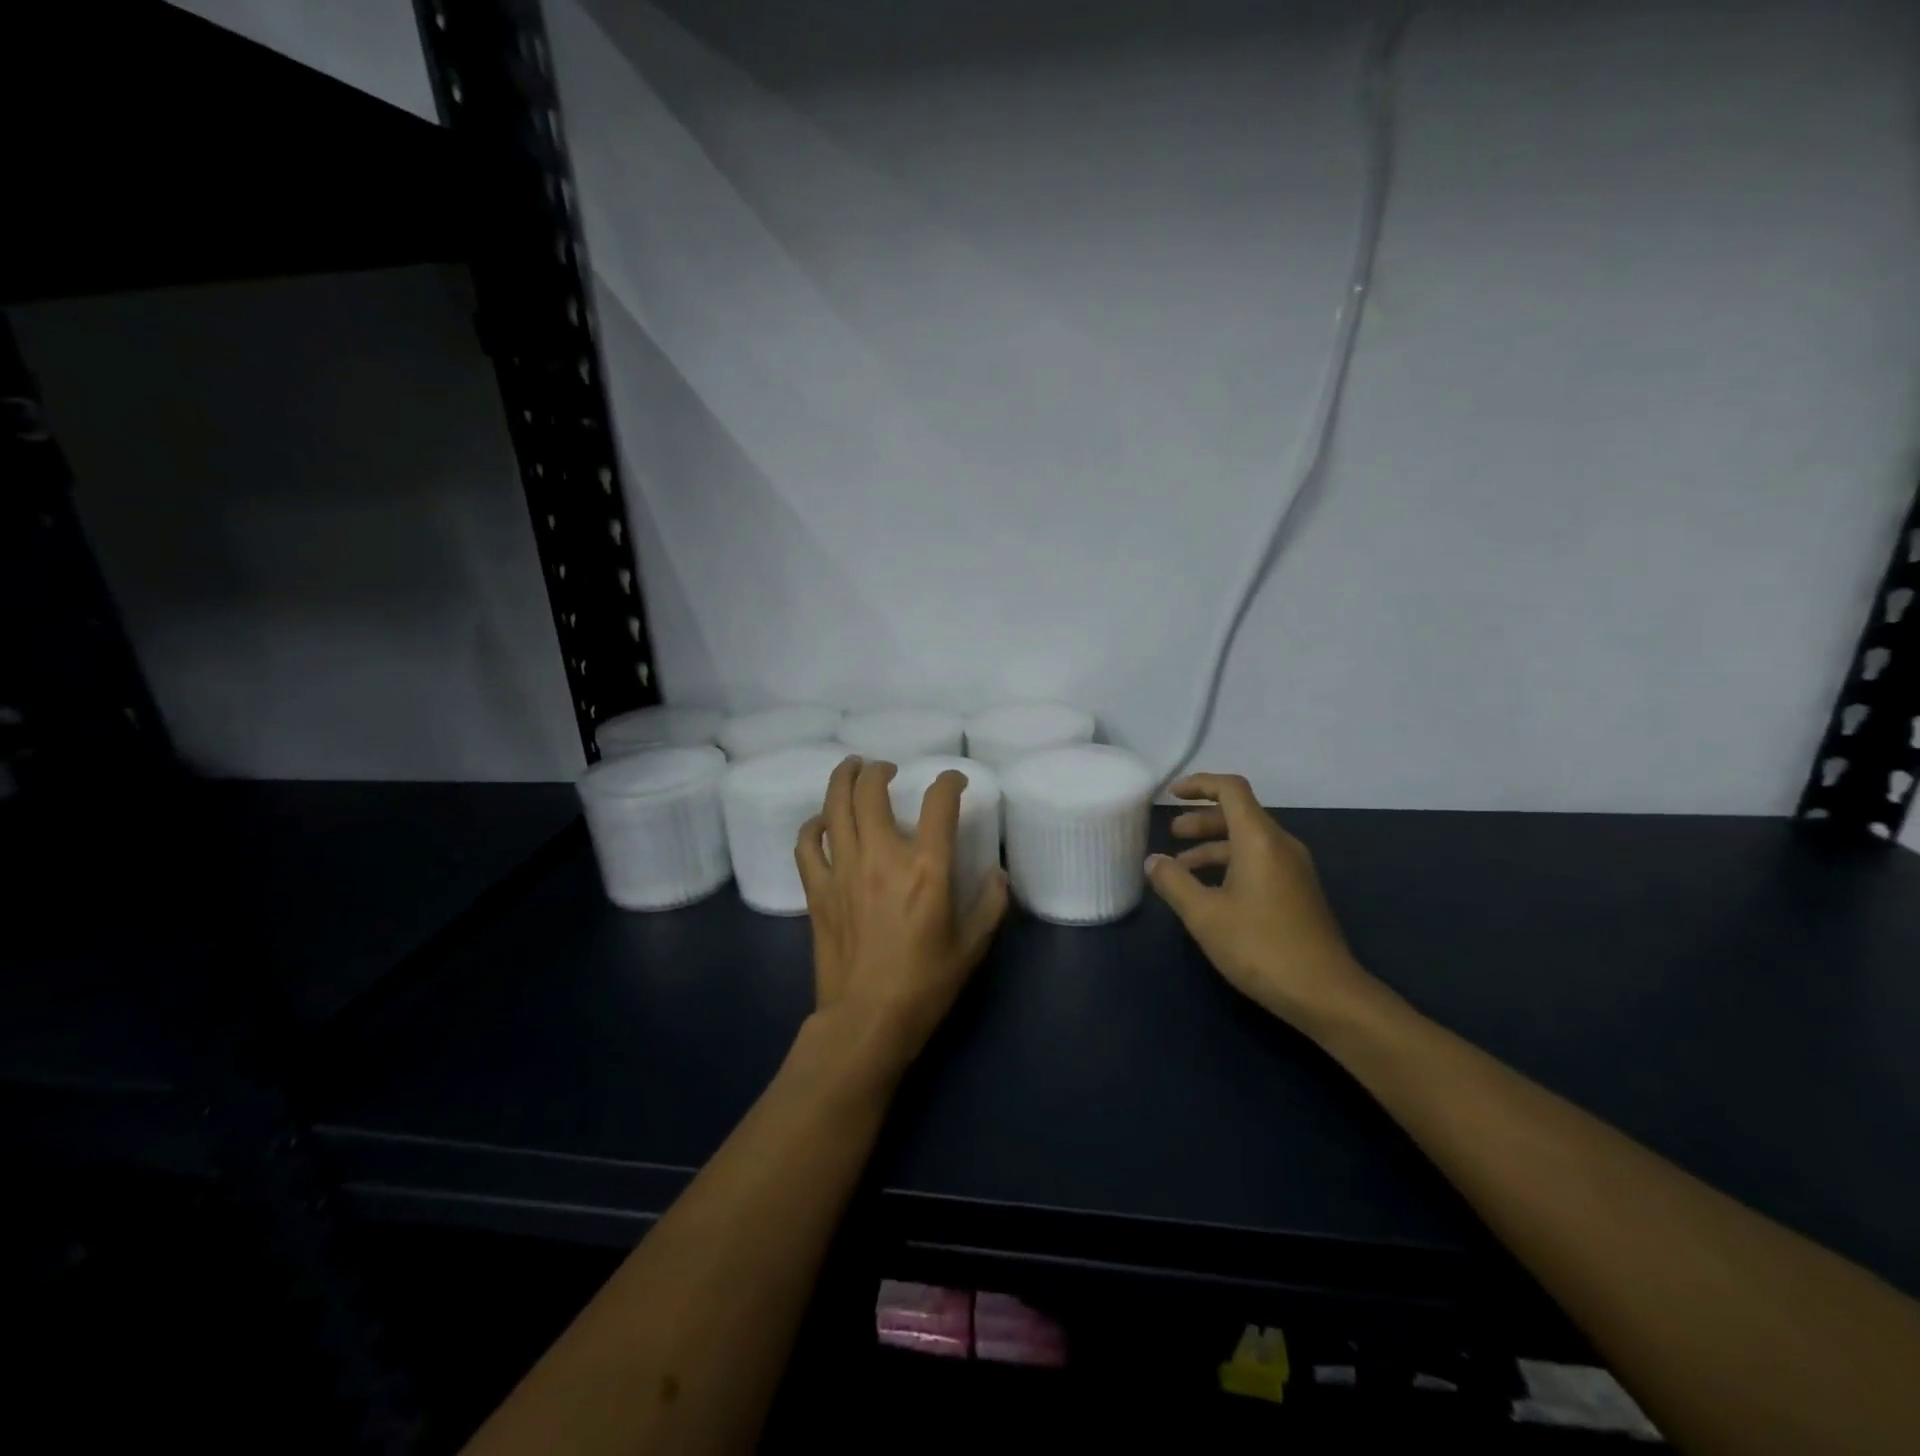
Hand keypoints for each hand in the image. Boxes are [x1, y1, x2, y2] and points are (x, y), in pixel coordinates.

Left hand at [796, 757, 1009, 1077]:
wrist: (866, 1021)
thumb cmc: (925, 985)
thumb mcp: (972, 946)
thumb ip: (989, 903)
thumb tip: (997, 873)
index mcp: (926, 868)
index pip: (938, 803)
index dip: (948, 782)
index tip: (953, 782)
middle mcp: (881, 856)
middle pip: (871, 791)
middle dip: (879, 770)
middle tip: (886, 768)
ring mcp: (843, 870)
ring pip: (833, 806)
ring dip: (842, 780)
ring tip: (851, 769)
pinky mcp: (817, 890)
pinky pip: (807, 845)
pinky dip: (813, 826)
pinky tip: (822, 822)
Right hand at [1146, 773, 1378, 1036]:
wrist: (1325, 993)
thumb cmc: (1260, 946)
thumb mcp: (1204, 915)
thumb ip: (1173, 882)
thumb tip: (1153, 861)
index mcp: (1259, 840)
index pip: (1231, 790)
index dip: (1199, 784)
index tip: (1171, 795)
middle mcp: (1281, 845)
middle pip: (1239, 814)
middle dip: (1201, 820)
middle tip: (1171, 835)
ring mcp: (1294, 870)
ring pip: (1248, 841)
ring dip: (1213, 846)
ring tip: (1182, 868)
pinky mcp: (1298, 892)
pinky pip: (1259, 861)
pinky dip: (1230, 864)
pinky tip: (1210, 892)